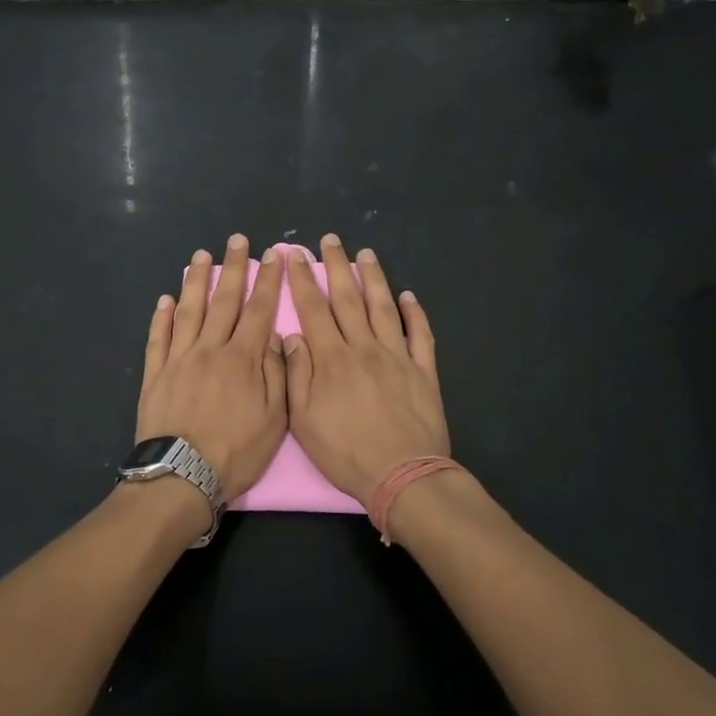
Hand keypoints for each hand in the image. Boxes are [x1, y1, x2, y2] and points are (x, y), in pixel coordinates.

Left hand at [136, 236, 288, 501]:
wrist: (181, 476)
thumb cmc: (236, 452)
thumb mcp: (275, 420)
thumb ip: (277, 374)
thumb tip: (276, 337)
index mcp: (243, 359)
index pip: (259, 310)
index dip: (267, 281)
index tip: (273, 255)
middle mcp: (210, 349)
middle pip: (224, 301)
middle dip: (233, 268)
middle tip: (237, 240)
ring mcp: (179, 359)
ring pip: (189, 311)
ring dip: (196, 282)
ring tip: (200, 257)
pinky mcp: (155, 374)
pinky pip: (158, 338)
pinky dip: (161, 317)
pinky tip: (165, 299)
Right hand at [282, 235, 449, 504]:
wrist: (402, 475)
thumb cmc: (346, 452)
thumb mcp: (304, 420)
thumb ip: (296, 374)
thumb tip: (292, 336)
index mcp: (332, 358)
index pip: (313, 309)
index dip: (302, 279)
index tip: (294, 254)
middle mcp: (364, 347)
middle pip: (348, 298)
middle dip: (337, 266)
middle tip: (331, 240)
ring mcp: (397, 356)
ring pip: (384, 308)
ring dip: (374, 279)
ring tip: (367, 254)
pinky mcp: (423, 371)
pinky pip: (420, 335)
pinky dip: (416, 314)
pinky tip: (409, 297)